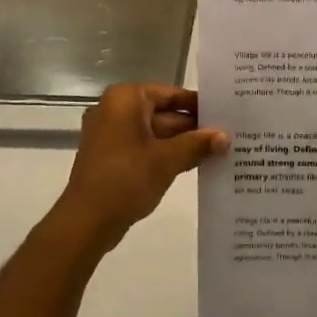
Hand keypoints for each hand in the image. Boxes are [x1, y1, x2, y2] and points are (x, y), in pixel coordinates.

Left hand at [56, 85, 228, 244]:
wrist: (86, 221)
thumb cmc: (125, 179)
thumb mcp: (167, 160)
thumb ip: (198, 144)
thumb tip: (225, 137)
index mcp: (126, 99)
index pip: (171, 94)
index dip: (199, 105)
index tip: (227, 113)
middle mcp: (116, 110)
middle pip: (165, 113)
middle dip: (194, 128)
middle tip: (230, 135)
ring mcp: (113, 135)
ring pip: (157, 133)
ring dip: (184, 143)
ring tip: (221, 151)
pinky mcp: (113, 157)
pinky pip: (146, 148)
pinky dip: (168, 155)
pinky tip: (197, 164)